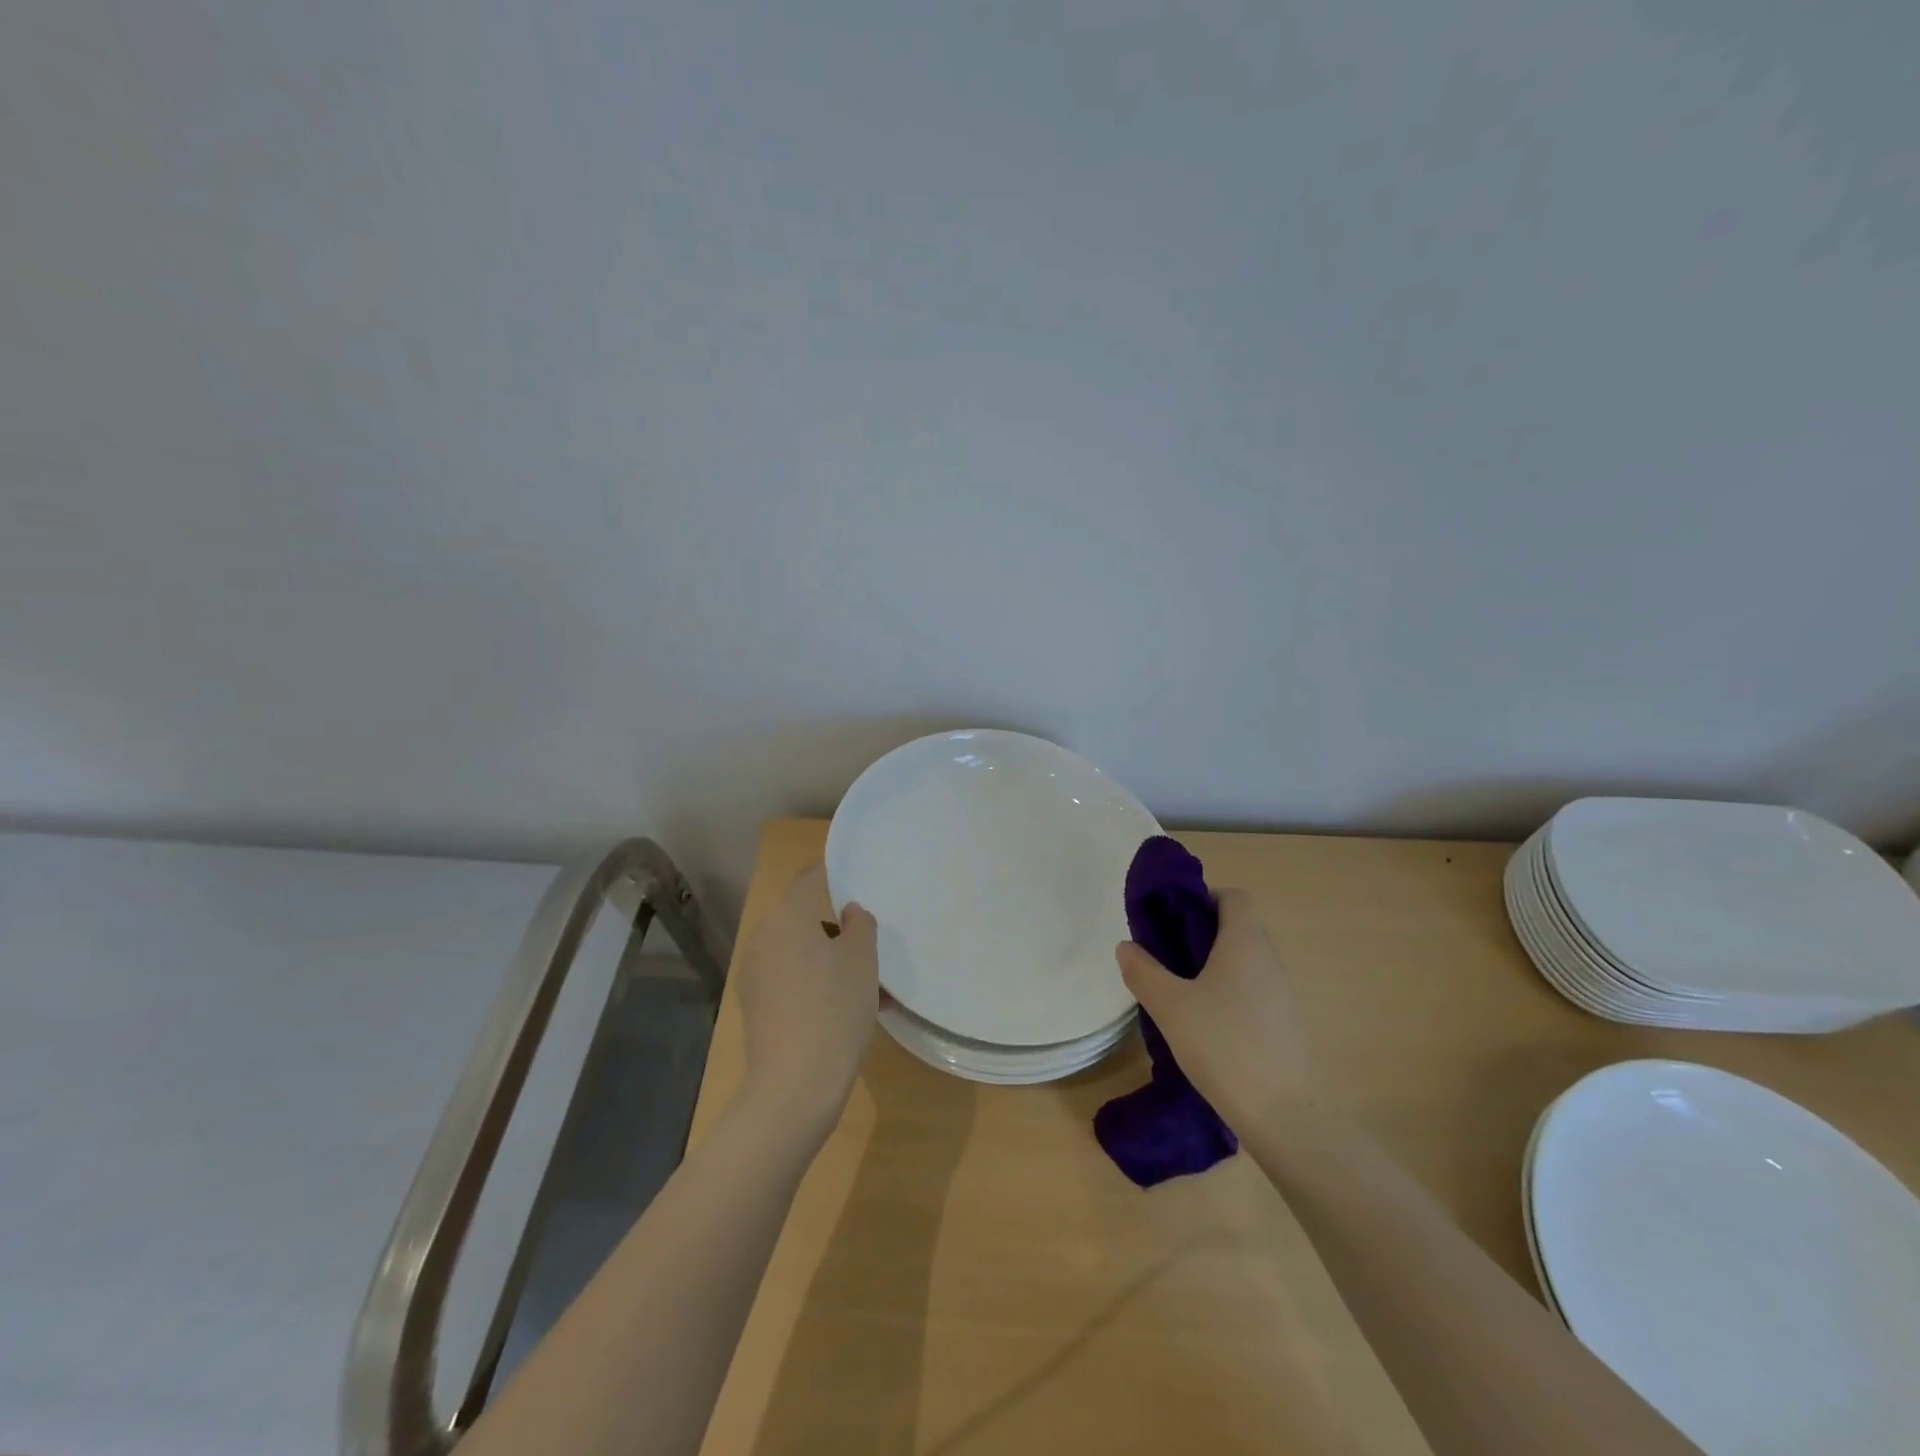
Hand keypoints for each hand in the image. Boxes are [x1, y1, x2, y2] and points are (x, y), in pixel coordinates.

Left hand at [734, 863, 880, 1135]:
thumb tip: (849, 913)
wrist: (794, 1085)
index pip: (810, 878)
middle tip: (870, 943)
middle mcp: (764, 937)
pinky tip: (847, 1009)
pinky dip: (816, 983)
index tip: (857, 876)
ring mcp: (755, 973)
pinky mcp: (756, 1006)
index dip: (833, 872)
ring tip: (868, 986)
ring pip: (800, 952)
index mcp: (788, 916)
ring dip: (830, 959)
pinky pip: (791, 979)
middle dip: (837, 927)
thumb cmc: (835, 1008)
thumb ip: (860, 924)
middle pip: (804, 918)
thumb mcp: (862, 959)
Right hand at [1116, 888, 1320, 1129]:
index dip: (1201, 899)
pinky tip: (1204, 1027)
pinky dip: (1228, 996)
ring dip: (1212, 968)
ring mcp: (1283, 994)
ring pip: (1243, 963)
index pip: (1232, 896)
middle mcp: (1270, 959)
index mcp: (1246, 941)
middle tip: (1163, 957)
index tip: (1170, 920)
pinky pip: (1252, 992)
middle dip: (1199, 935)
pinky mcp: (1286, 1026)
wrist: (1287, 1117)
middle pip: (1236, 928)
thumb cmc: (1225, 1045)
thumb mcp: (1170, 1006)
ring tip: (1178, 994)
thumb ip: (1143, 971)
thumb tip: (1127, 946)